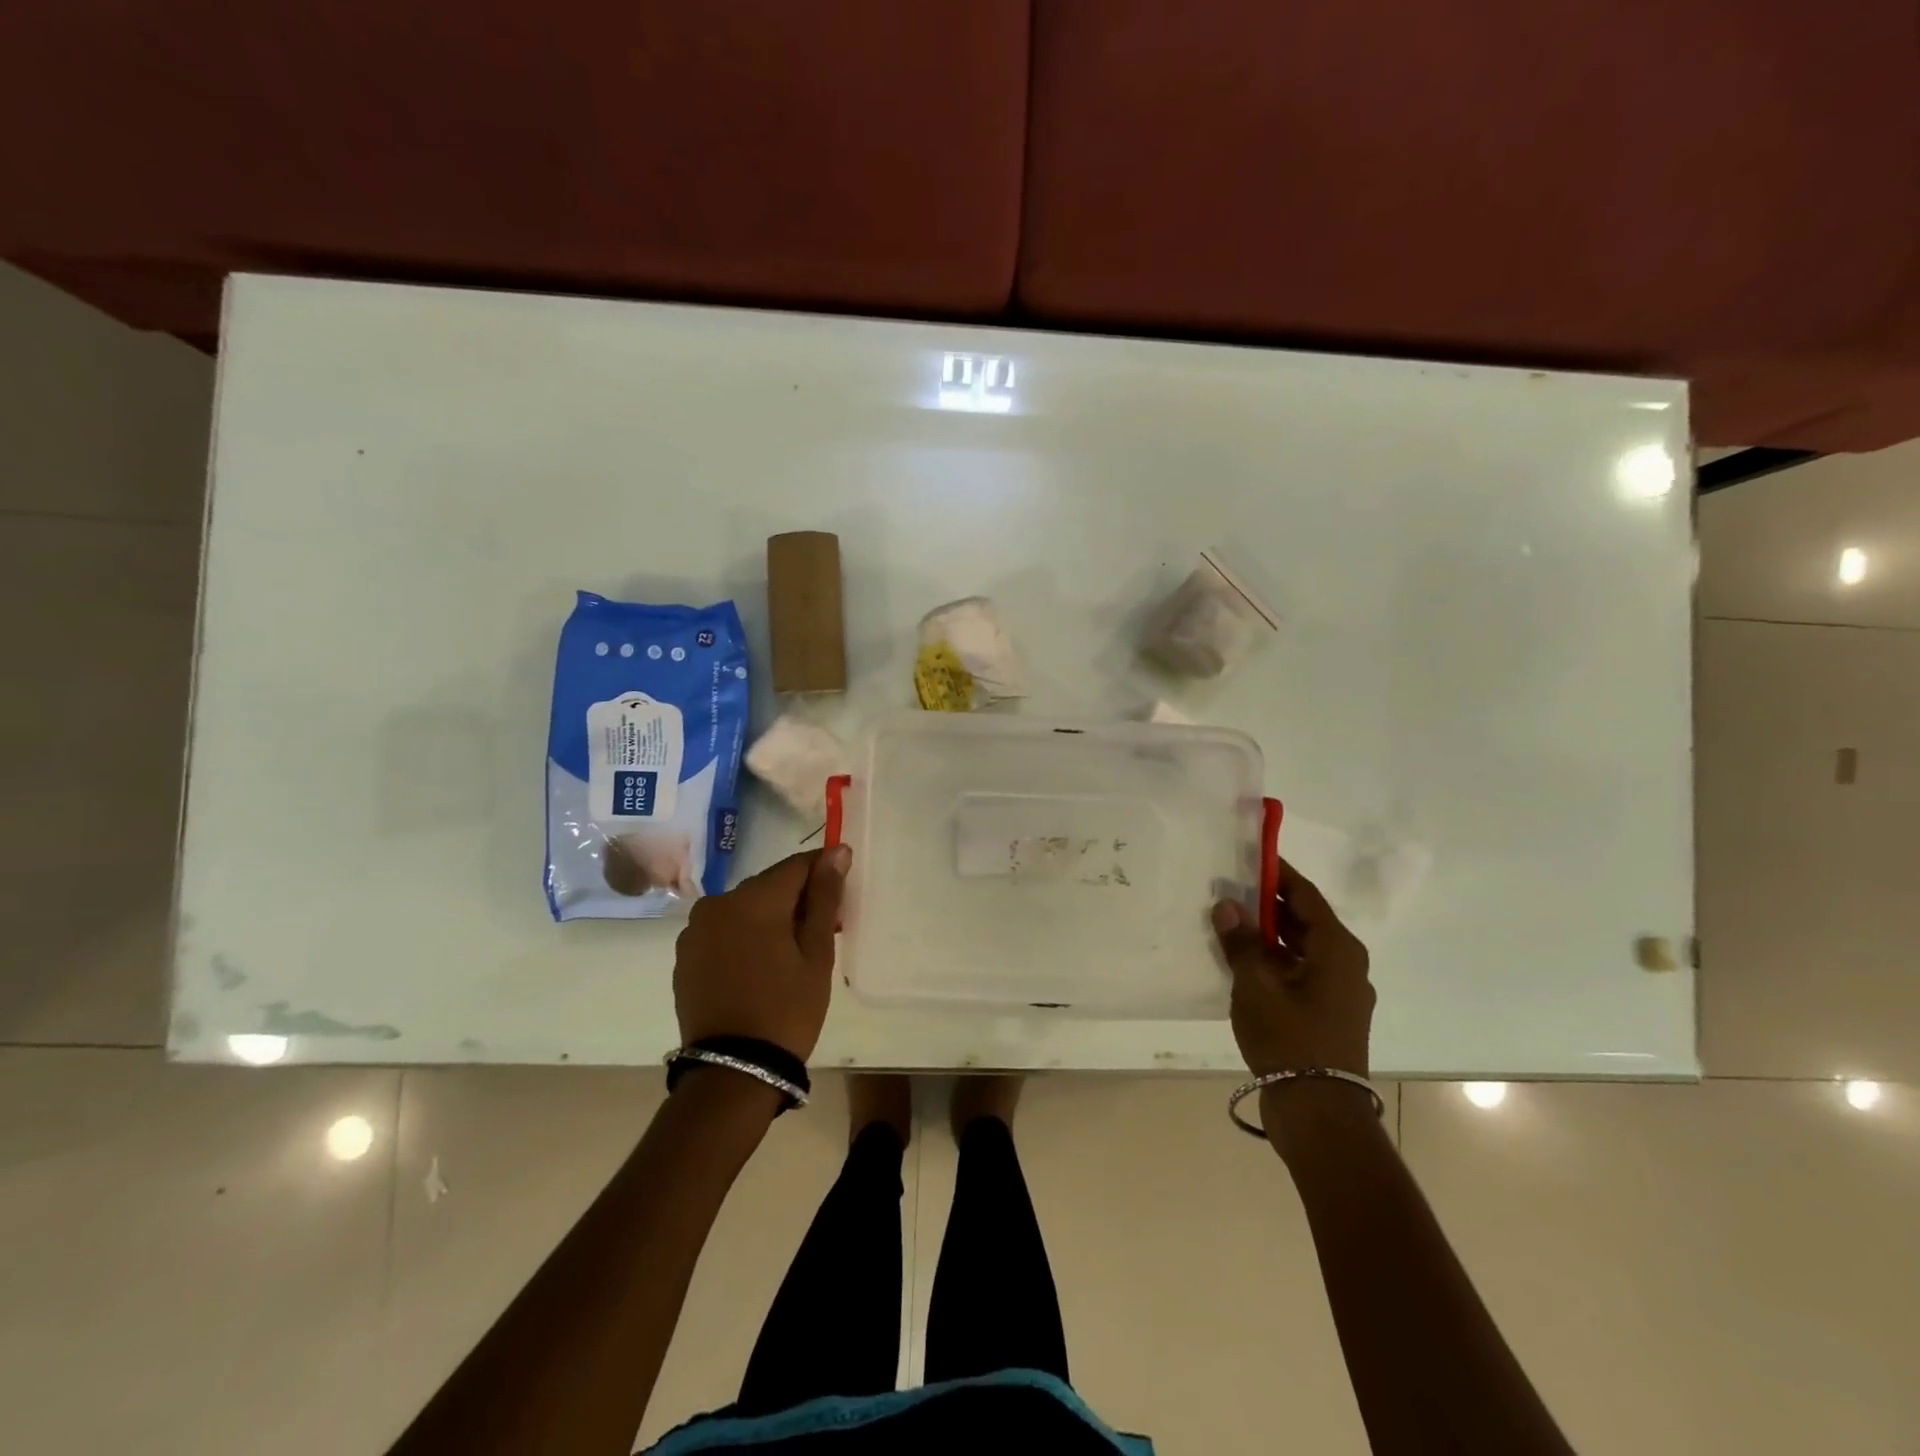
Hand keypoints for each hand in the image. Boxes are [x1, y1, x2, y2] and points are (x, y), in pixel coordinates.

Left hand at [673, 846, 850, 1060]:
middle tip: (823, 927)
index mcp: (754, 899)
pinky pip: (723, 930)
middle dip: (797, 897)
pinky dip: (744, 936)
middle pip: (768, 885)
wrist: (733, 1072)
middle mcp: (718, 903)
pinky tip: (760, 964)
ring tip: (791, 950)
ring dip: (769, 917)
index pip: (796, 865)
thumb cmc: (787, 1009)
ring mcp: (695, 930)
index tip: (842, 886)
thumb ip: (824, 897)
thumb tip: (837, 851)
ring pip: (744, 908)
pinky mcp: (685, 956)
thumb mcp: (816, 953)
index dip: (822, 870)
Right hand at [1212, 859, 1373, 1078]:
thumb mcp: (1255, 984)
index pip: (1305, 895)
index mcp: (1337, 949)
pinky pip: (1299, 972)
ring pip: (1301, 948)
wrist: (1318, 1110)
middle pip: (1305, 920)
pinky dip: (1274, 960)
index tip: (1249, 857)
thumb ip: (1240, 941)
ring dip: (1269, 935)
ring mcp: (1339, 992)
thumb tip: (1228, 904)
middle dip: (1268, 904)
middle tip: (1230, 889)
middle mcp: (1346, 964)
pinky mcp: (1328, 1014)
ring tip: (1230, 923)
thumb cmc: (1290, 1037)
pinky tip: (1243, 963)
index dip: (1277, 874)